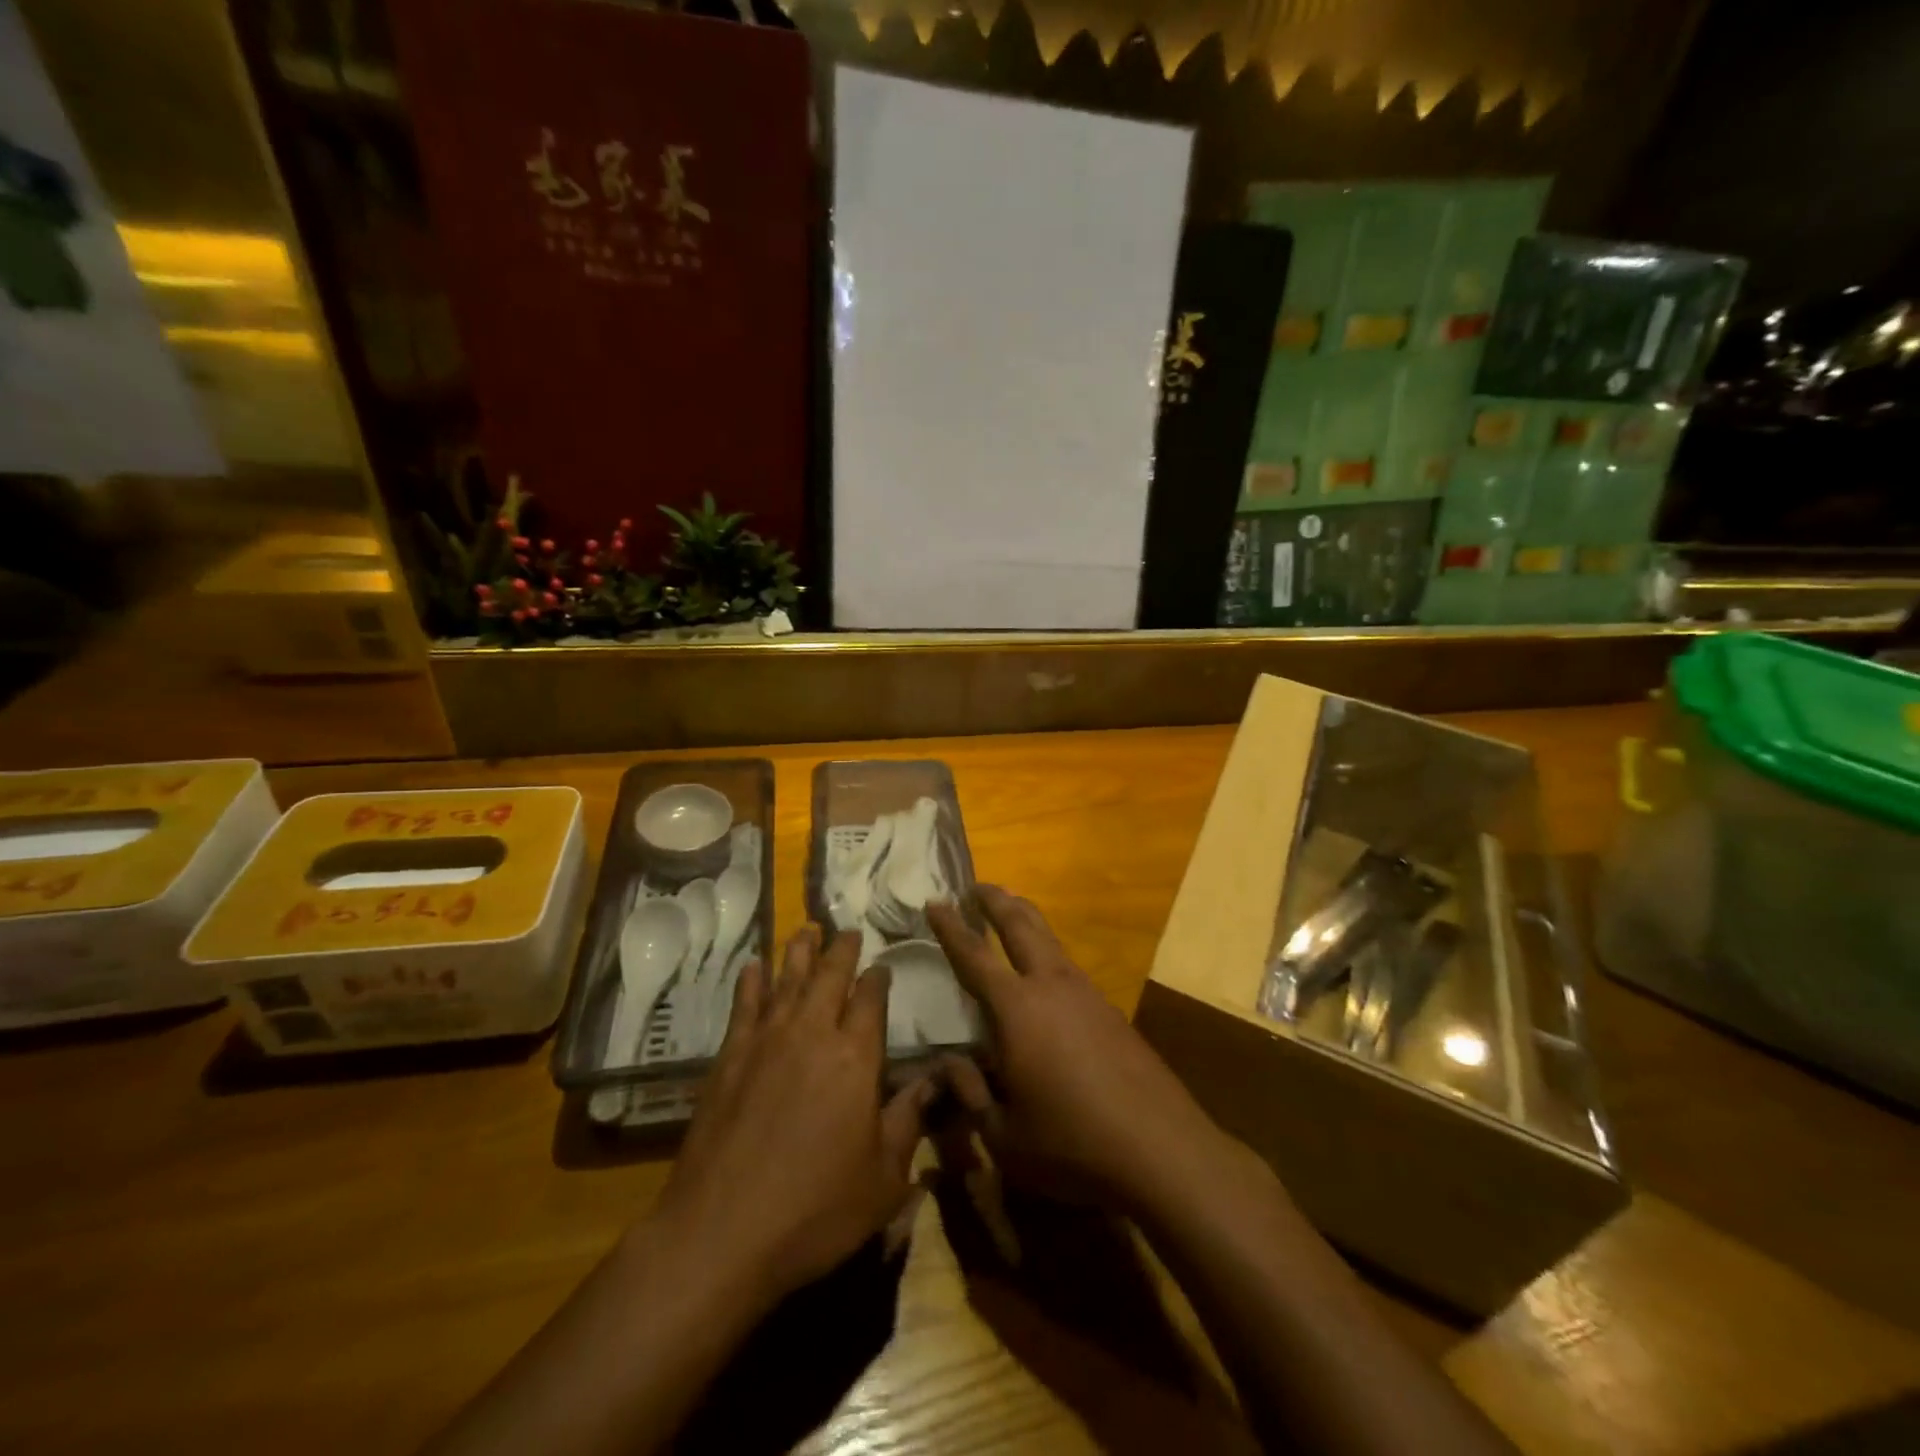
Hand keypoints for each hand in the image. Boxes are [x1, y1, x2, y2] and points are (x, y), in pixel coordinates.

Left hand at [653, 926, 933, 1302]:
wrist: (722, 1232)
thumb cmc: (815, 1210)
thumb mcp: (883, 1178)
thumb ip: (910, 1120)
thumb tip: (939, 1078)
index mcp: (856, 1057)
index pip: (871, 1000)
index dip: (878, 979)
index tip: (881, 966)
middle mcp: (812, 1034)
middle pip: (829, 977)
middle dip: (841, 950)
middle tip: (847, 930)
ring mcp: (766, 1041)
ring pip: (788, 980)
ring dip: (800, 952)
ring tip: (807, 929)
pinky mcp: (730, 1057)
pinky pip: (745, 1005)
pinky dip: (752, 981)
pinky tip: (754, 966)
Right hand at [926, 886, 1230, 1214]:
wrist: (1161, 1148)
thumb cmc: (1072, 1144)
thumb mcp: (1004, 1135)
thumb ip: (970, 1092)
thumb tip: (949, 1062)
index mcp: (1016, 1009)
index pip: (973, 956)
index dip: (950, 927)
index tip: (934, 901)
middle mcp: (1050, 985)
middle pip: (1020, 924)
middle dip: (995, 900)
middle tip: (976, 885)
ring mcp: (1085, 992)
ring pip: (1049, 938)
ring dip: (1025, 918)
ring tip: (1009, 909)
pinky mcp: (1109, 1008)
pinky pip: (1068, 963)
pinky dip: (1047, 949)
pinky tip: (1045, 969)